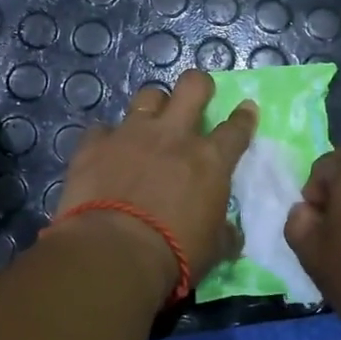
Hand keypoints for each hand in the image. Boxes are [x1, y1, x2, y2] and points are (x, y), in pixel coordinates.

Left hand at [55, 69, 257, 294]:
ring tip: (150, 121)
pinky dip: (106, 138)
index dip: (244, 116)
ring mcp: (131, 135)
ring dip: (153, 106)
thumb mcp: (213, 249)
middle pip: (192, 87)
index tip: (246, 109)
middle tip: (198, 96)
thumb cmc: (174, 254)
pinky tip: (105, 151)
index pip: (236, 129)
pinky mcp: (94, 145)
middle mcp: (173, 136)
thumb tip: (232, 234)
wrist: (113, 252)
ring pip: (148, 96)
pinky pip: (101, 129)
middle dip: (199, 85)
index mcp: (210, 160)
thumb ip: (224, 234)